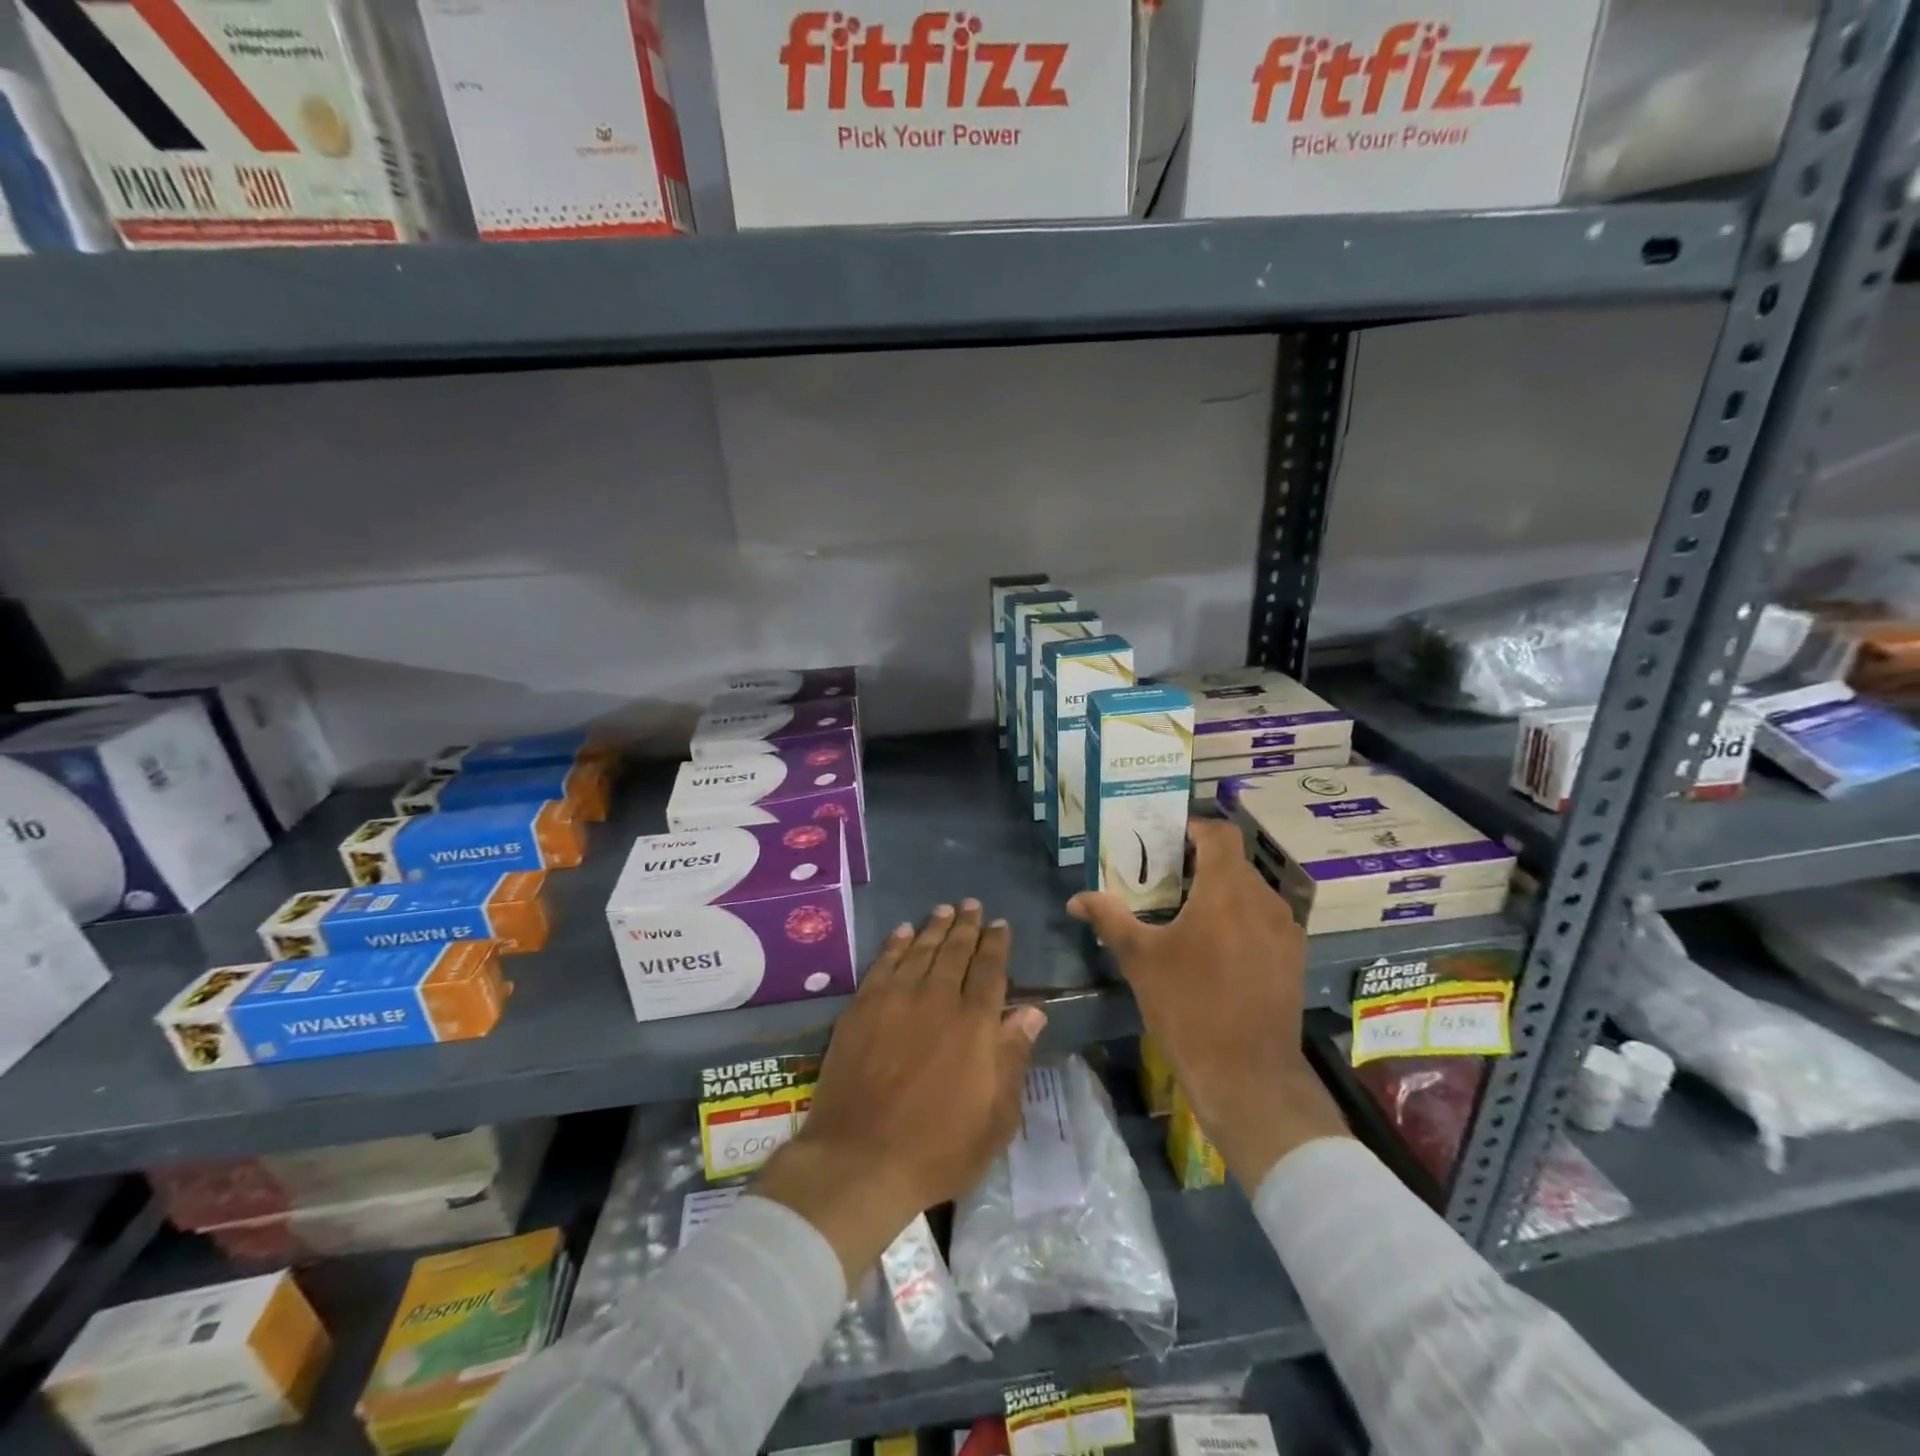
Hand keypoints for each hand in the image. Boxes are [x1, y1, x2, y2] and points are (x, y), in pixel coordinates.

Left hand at [755, 901, 1046, 1285]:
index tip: (1000, 924)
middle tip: (972, 905)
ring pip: (920, 950)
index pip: (990, 970)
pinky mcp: (862, 1007)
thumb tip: (1032, 1011)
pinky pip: (883, 963)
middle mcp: (937, 999)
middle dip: (967, 926)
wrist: (861, 1159)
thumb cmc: (938, 1148)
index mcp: (975, 1023)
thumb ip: (1013, 1056)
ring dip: (934, 927)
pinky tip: (902, 931)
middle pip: (955, 951)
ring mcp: (896, 999)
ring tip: (944, 910)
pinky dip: (895, 943)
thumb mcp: (996, 1117)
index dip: (996, 944)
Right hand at [1068, 817, 1349, 1188]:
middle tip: (1164, 879)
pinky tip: (1215, 949)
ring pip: (1250, 892)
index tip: (1165, 838)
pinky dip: (1239, 919)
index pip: (1220, 833)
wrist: (1248, 1075)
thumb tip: (1076, 898)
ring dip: (1220, 892)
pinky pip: (1263, 920)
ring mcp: (1285, 931)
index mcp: (1227, 890)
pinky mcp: (1293, 959)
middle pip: (1233, 862)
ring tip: (1186, 914)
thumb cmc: (1188, 1006)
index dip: (1193, 827)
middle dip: (1199, 863)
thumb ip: (1109, 918)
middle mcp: (1264, 900)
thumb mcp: (1140, 959)